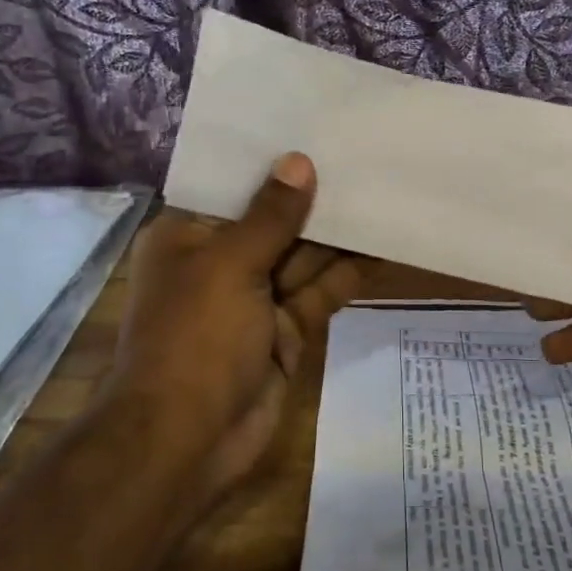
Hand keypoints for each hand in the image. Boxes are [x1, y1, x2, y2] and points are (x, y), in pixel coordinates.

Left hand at [106, 153, 366, 502]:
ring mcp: (256, 300)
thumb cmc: (194, 338)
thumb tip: (299, 162)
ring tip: (384, 189)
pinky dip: (349, 274)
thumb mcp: (230, 265)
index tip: (314, 129)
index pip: (233, 188)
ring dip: (338, 232)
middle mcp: (221, 263)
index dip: (272, 163)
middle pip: (273, 221)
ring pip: (303, 257)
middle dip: (313, 196)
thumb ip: (271, 216)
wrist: (187, 441)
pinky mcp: (286, 333)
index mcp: (188, 237)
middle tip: (363, 154)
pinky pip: (320, 293)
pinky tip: (384, 244)